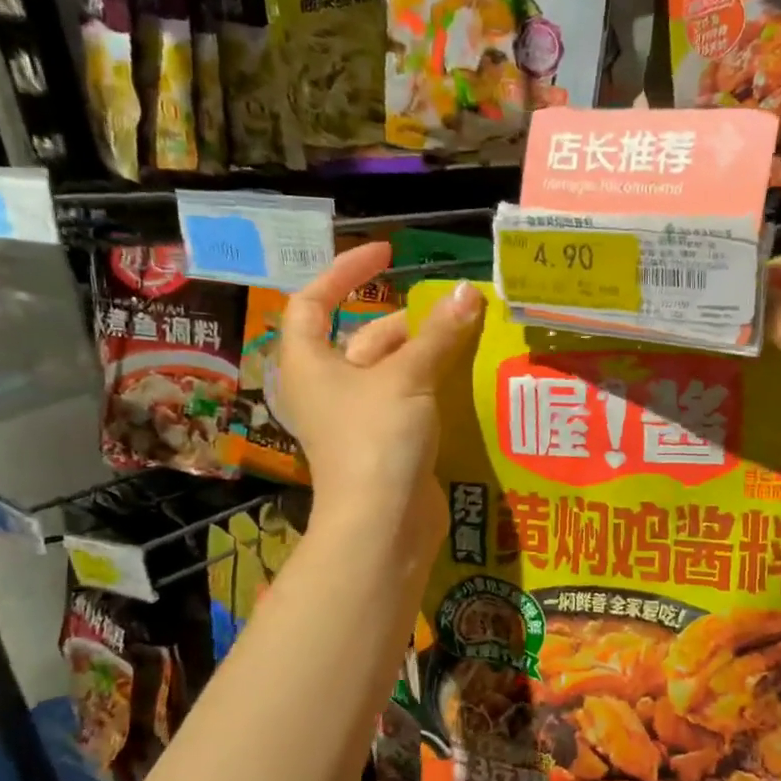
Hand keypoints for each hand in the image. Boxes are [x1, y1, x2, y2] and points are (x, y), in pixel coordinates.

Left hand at [274, 243, 485, 557]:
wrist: (382, 524)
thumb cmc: (377, 439)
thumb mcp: (408, 378)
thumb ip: (439, 334)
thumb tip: (468, 292)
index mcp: (309, 363)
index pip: (314, 302)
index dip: (346, 273)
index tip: (385, 255)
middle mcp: (327, 387)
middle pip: (364, 337)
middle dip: (407, 321)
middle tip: (454, 307)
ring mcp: (356, 418)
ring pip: (391, 370)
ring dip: (426, 353)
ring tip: (470, 335)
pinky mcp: (384, 443)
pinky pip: (408, 400)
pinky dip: (432, 385)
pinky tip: (467, 376)